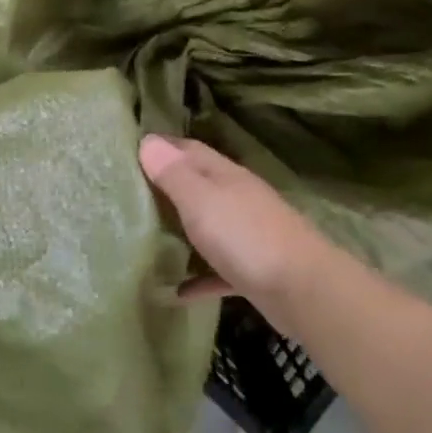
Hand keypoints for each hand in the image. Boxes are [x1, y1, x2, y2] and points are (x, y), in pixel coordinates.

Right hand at [139, 135, 341, 332]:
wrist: (303, 291)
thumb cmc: (245, 236)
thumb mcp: (201, 199)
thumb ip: (174, 173)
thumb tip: (148, 141)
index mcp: (224, 175)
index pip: (188, 149)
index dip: (161, 147)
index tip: (129, 150)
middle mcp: (237, 199)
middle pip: (197, 186)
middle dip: (166, 186)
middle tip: (128, 194)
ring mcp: (247, 235)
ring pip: (207, 226)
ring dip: (181, 230)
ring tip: (143, 238)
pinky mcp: (252, 272)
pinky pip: (216, 270)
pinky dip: (197, 277)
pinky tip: (175, 292)